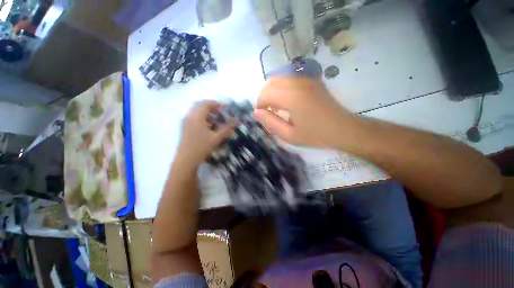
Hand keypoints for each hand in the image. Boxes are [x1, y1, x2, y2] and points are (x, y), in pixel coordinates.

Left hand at [176, 100, 234, 166]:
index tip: (225, 109)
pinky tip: (209, 126)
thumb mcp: (216, 137)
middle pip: (201, 106)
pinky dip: (203, 118)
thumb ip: (227, 128)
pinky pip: (195, 117)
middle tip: (221, 114)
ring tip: (216, 121)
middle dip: (213, 108)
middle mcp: (190, 116)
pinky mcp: (185, 126)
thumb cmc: (202, 147)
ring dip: (208, 113)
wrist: (186, 159)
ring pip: (198, 111)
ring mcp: (186, 121)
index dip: (217, 104)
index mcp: (197, 116)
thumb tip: (237, 121)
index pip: (207, 103)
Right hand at [254, 78, 356, 147]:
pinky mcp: (311, 79)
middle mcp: (298, 82)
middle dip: (264, 97)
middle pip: (270, 82)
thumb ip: (270, 123)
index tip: (263, 115)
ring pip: (279, 78)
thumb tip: (256, 112)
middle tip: (268, 112)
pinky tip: (286, 100)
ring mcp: (306, 78)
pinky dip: (282, 87)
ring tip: (277, 107)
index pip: (265, 93)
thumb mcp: (289, 135)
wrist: (342, 129)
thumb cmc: (315, 135)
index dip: (260, 104)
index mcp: (292, 97)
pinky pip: (289, 78)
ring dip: (272, 91)